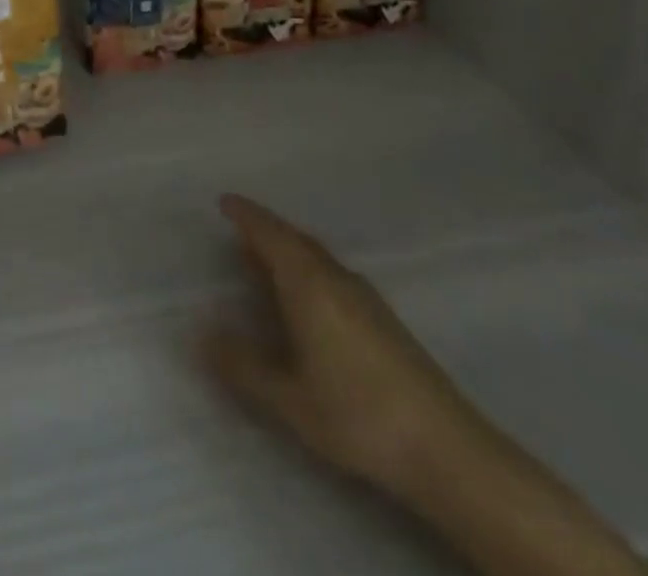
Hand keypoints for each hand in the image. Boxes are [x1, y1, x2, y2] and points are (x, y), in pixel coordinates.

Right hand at [203, 194, 483, 493]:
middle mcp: (335, 277)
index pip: (270, 233)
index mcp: (308, 283)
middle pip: (295, 239)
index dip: (246, 215)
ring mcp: (364, 296)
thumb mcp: (288, 397)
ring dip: (288, 250)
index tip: (224, 201)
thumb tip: (202, 333)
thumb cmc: (356, 413)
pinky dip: (308, 269)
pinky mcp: (383, 318)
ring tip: (265, 260)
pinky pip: (331, 273)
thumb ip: (242, 364)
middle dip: (266, 229)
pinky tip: (307, 298)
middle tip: (239, 229)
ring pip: (316, 257)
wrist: (445, 447)